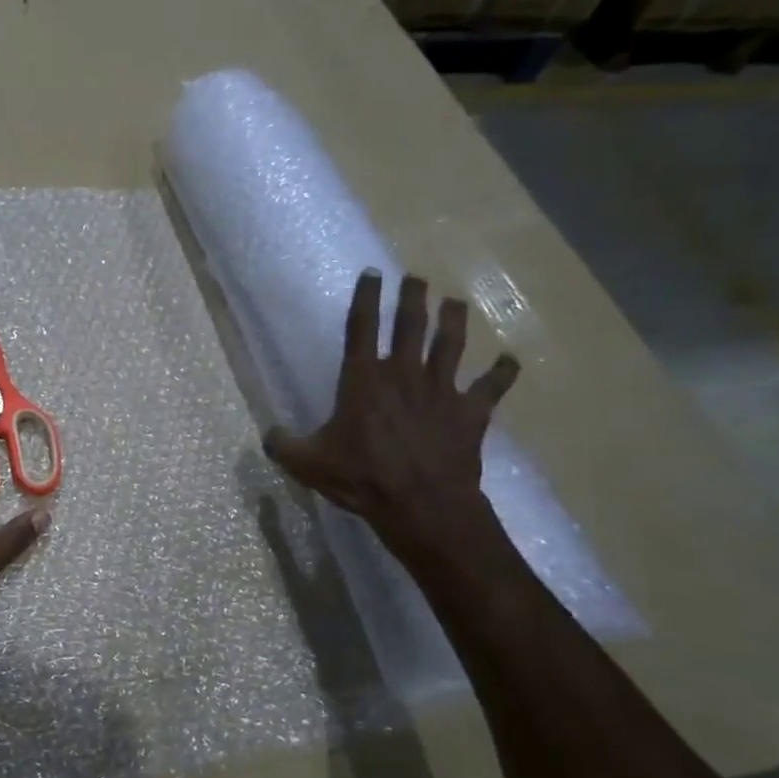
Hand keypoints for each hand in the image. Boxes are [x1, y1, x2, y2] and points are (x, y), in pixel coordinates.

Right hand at [263, 270, 519, 556]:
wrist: (421, 504)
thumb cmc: (361, 478)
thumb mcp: (306, 463)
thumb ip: (283, 444)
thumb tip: (268, 434)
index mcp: (363, 380)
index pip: (362, 328)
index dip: (365, 297)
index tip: (372, 273)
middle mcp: (404, 374)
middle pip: (411, 325)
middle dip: (413, 298)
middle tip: (416, 278)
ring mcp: (441, 391)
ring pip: (451, 344)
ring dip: (454, 321)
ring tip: (455, 302)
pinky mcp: (470, 413)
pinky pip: (491, 387)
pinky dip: (502, 373)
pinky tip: (510, 360)